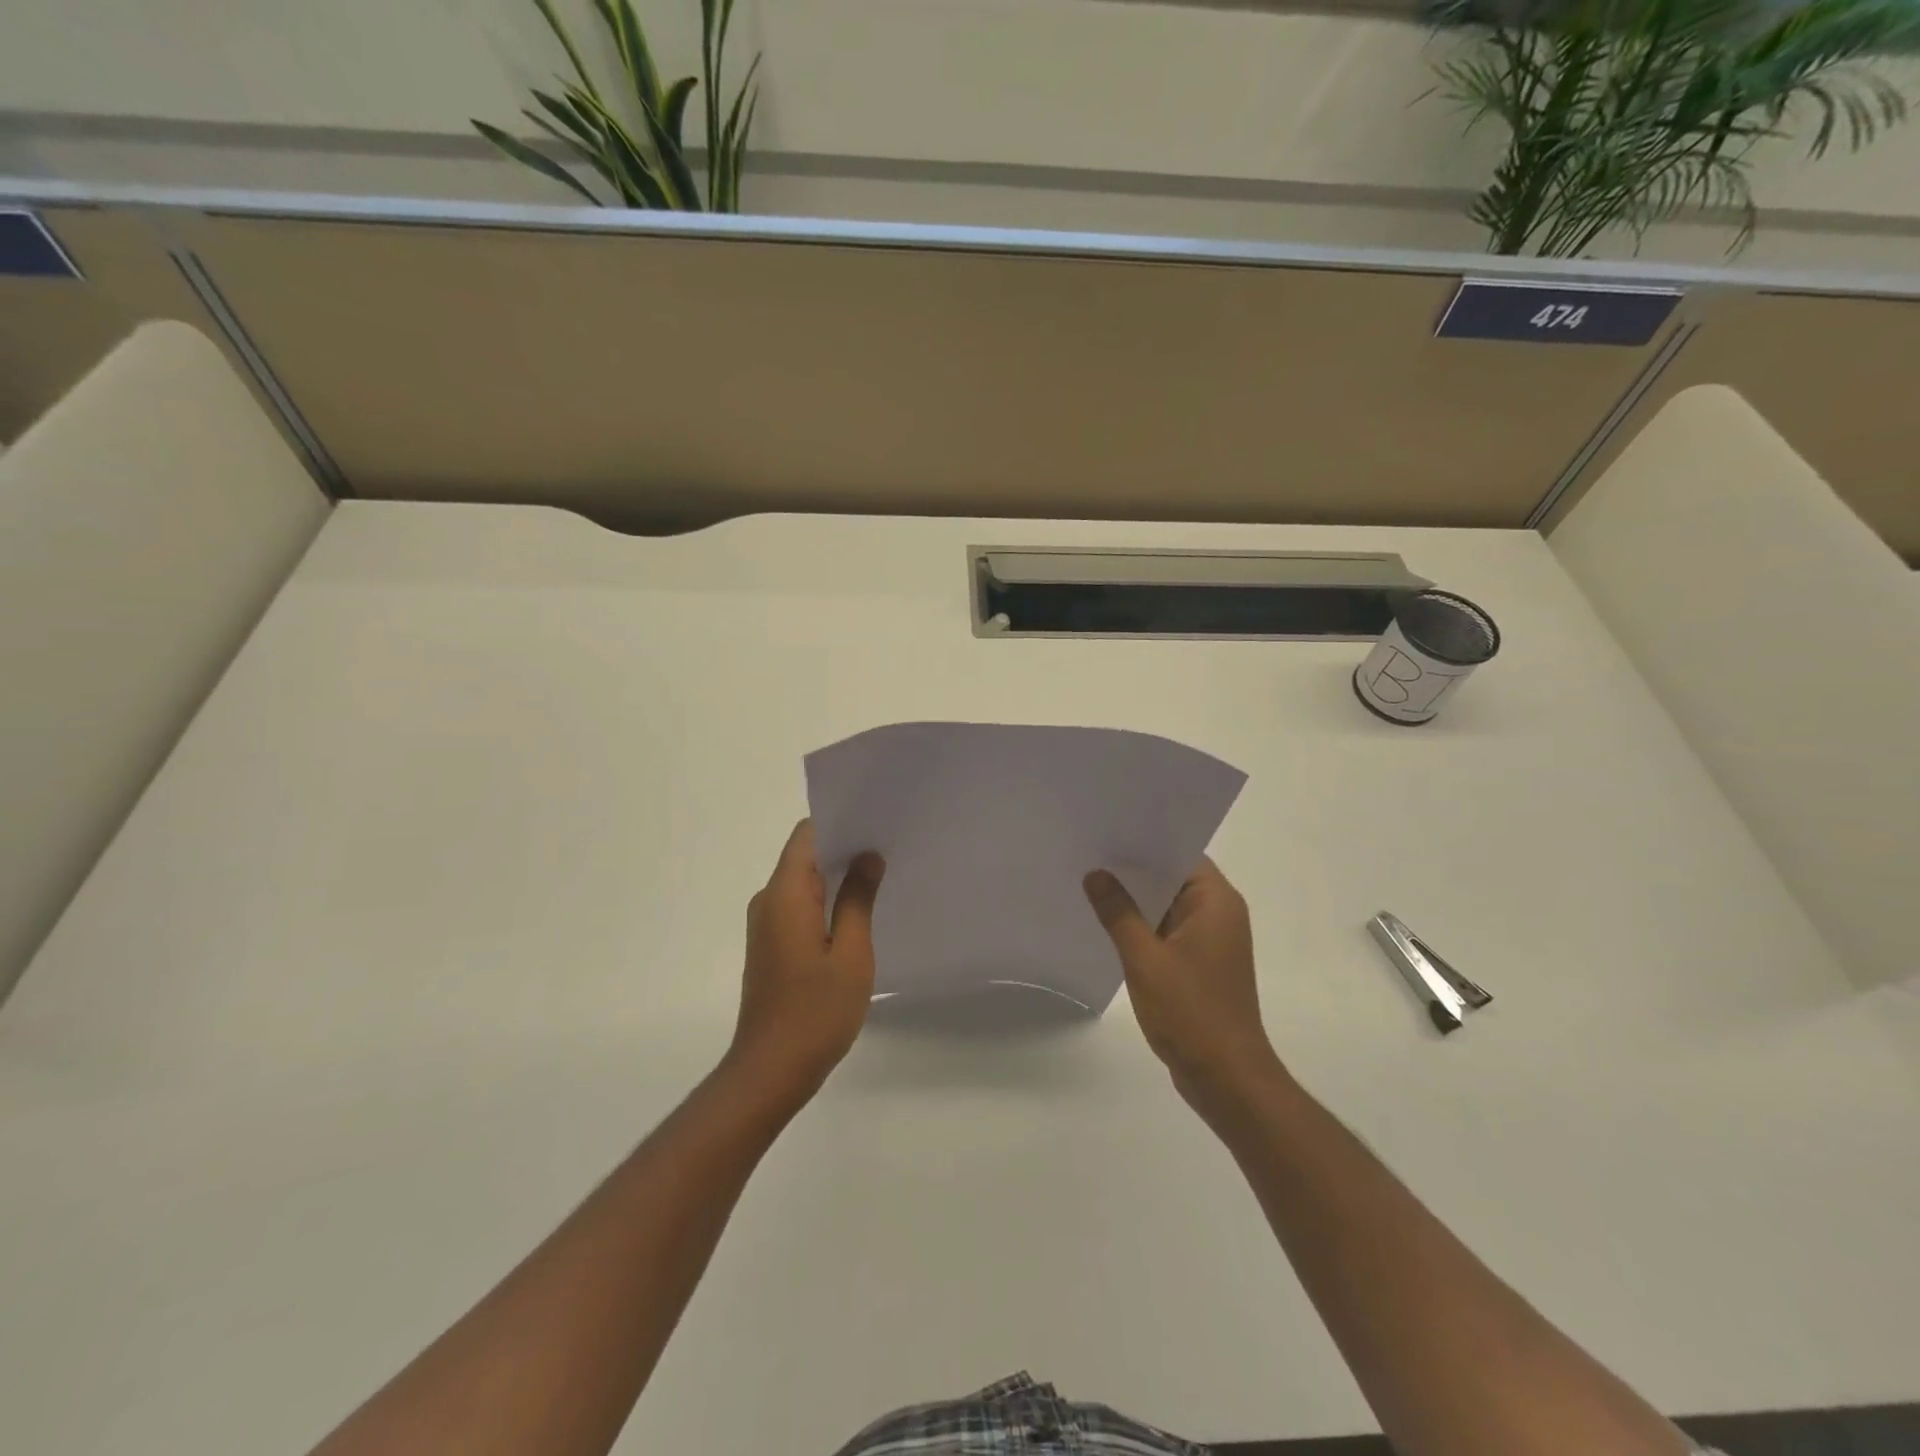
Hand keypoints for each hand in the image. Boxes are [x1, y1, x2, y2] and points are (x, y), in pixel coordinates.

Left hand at [726, 820, 884, 1110]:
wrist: (770, 1071)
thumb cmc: (815, 1011)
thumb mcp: (851, 953)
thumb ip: (858, 899)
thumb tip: (867, 856)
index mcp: (784, 894)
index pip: (807, 835)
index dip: (840, 822)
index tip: (876, 823)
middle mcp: (768, 901)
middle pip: (804, 855)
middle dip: (844, 848)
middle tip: (889, 848)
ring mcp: (766, 925)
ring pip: (803, 882)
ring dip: (837, 877)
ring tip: (881, 876)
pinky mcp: (770, 946)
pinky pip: (799, 907)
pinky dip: (826, 901)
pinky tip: (858, 914)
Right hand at [1083, 859, 1282, 1110]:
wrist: (1226, 1078)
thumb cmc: (1191, 1012)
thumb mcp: (1145, 958)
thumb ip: (1118, 913)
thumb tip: (1096, 874)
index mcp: (1217, 902)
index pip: (1181, 854)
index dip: (1146, 841)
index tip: (1108, 831)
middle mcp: (1220, 914)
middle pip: (1173, 878)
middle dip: (1134, 869)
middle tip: (1089, 853)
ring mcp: (1211, 942)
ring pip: (1169, 906)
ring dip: (1137, 900)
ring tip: (1091, 882)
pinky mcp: (1201, 965)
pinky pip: (1168, 932)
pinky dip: (1143, 926)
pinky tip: (1108, 925)